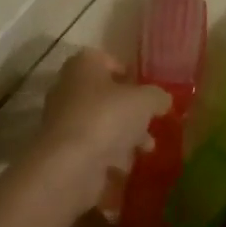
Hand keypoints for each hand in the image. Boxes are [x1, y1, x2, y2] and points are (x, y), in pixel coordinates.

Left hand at [30, 48, 168, 209]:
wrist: (70, 164)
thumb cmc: (107, 118)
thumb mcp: (145, 101)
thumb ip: (157, 97)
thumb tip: (162, 100)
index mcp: (83, 67)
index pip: (104, 59)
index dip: (126, 72)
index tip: (145, 89)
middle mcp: (67, 89)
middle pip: (104, 95)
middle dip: (130, 111)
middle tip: (150, 123)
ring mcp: (63, 121)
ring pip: (100, 123)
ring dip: (124, 135)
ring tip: (146, 149)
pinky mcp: (62, 150)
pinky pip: (92, 148)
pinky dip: (110, 155)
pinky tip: (126, 166)